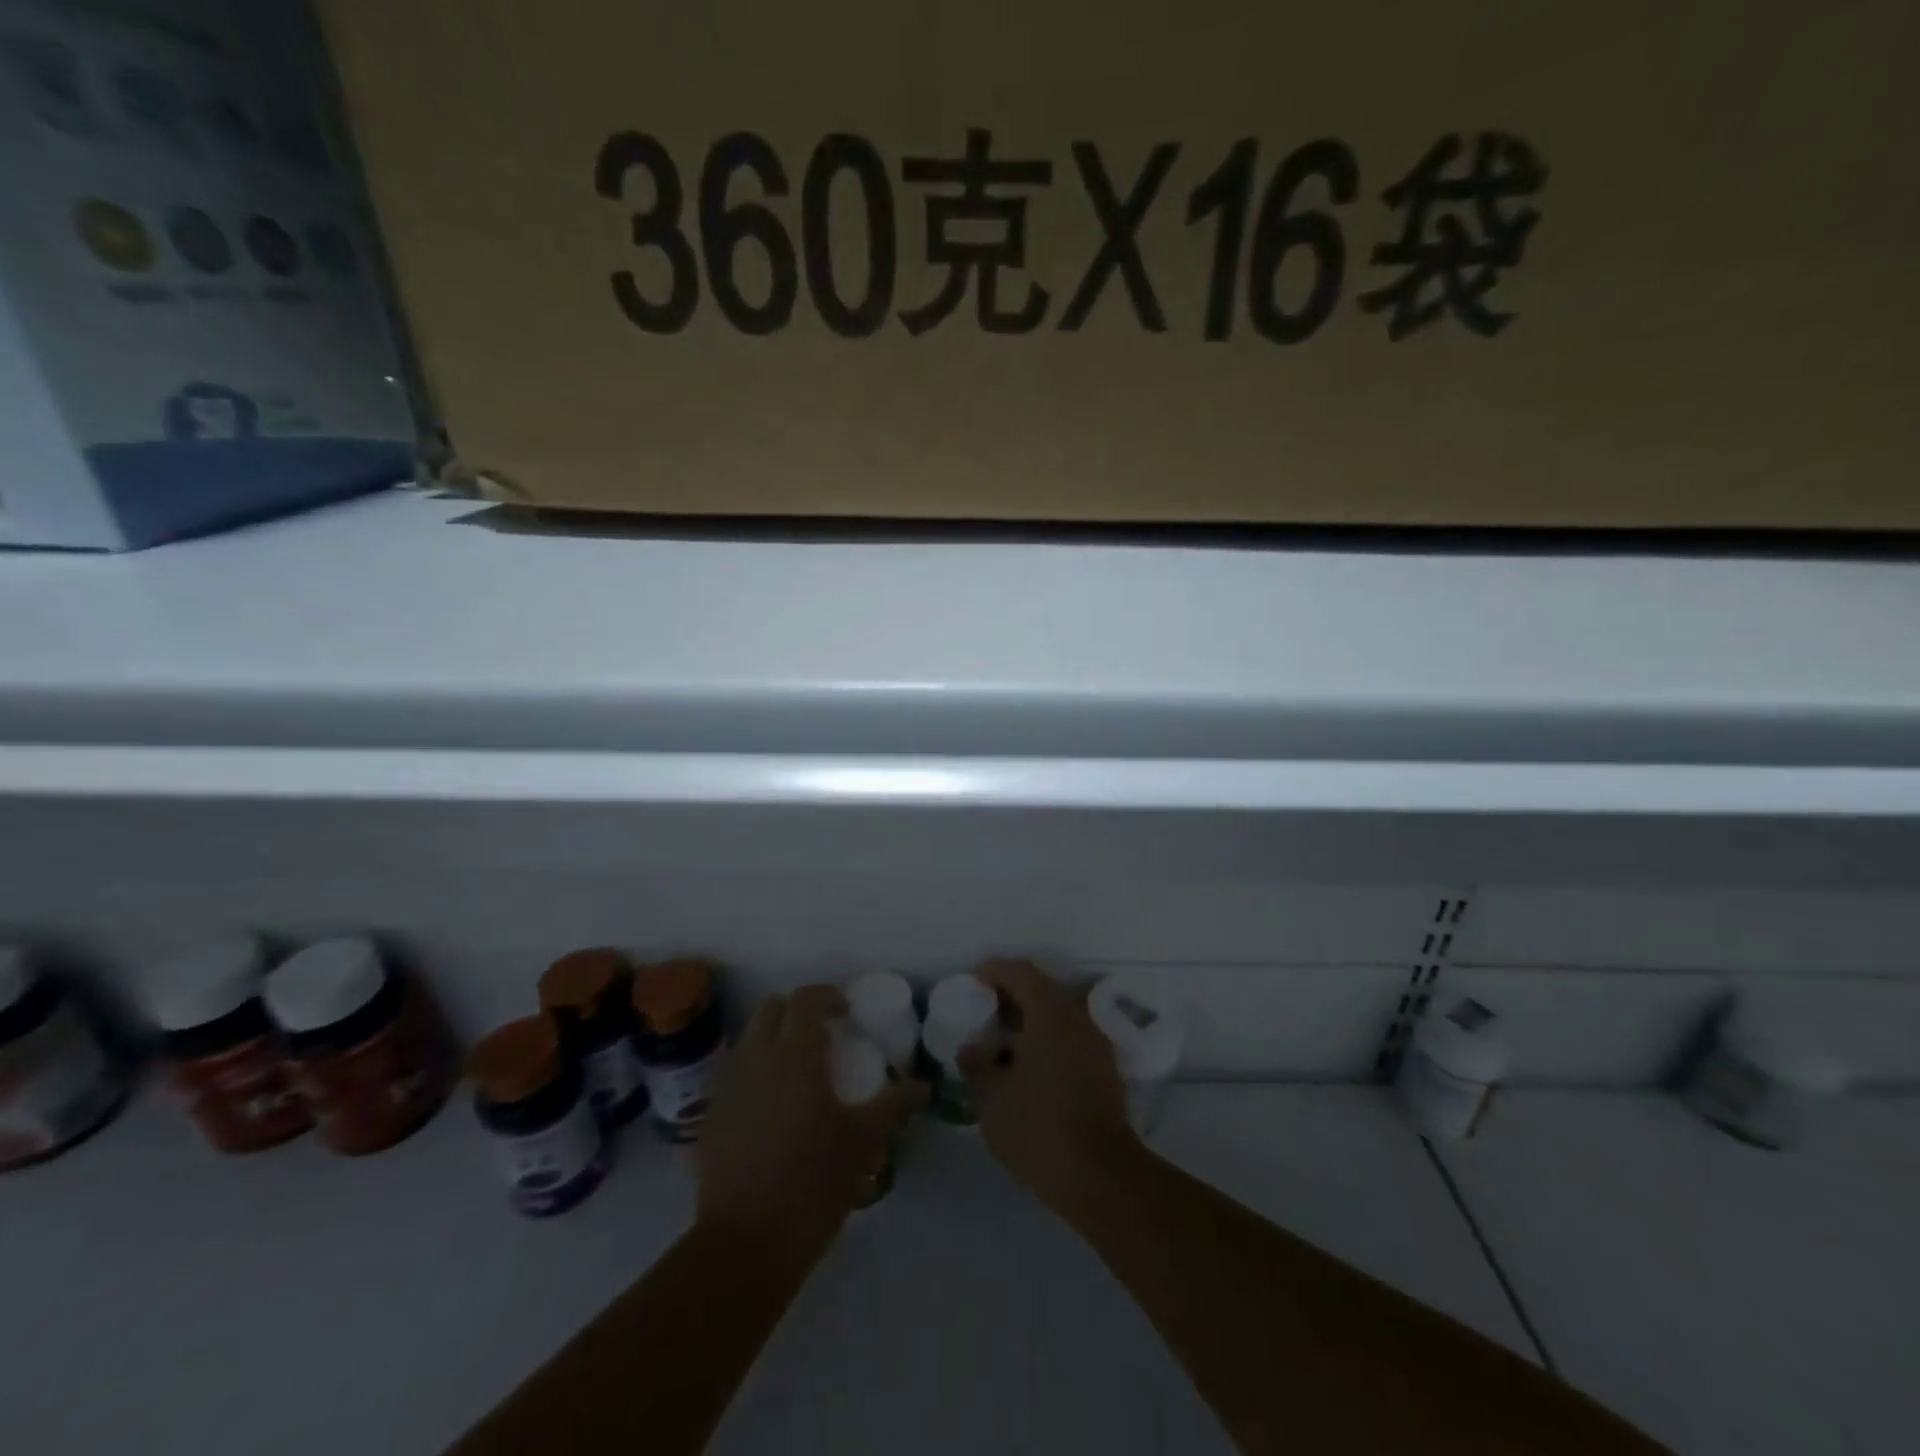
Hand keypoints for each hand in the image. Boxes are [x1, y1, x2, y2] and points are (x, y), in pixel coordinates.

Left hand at [696, 984, 925, 1255]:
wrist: (745, 1244)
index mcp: (794, 1056)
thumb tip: (923, 1086)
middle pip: (770, 1008)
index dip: (827, 996)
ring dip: (772, 1038)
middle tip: (821, 1035)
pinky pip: (732, 1075)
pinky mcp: (710, 1117)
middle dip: (795, 1011)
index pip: (806, 1000)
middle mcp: (755, 1059)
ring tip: (797, 1070)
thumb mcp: (863, 1142)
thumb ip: (894, 1105)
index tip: (846, 1013)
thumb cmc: (812, 1182)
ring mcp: (727, 1087)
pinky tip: (771, 1107)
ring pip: (747, 1039)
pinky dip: (753, 1072)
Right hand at [958, 960, 1140, 1217]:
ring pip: (1059, 1016)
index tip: (975, 979)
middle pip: (1044, 990)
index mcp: (1051, 1013)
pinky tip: (1026, 1066)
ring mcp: (1096, 1044)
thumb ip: (976, 1065)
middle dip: (1013, 994)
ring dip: (1031, 1020)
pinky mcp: (1104, 1070)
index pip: (1022, 973)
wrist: (1101, 1176)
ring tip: (1002, 1041)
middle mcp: (1078, 1018)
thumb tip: (970, 1049)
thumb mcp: (992, 1098)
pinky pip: (1070, 1038)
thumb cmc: (1039, 1127)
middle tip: (986, 1008)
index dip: (996, 971)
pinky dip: (1047, 1040)